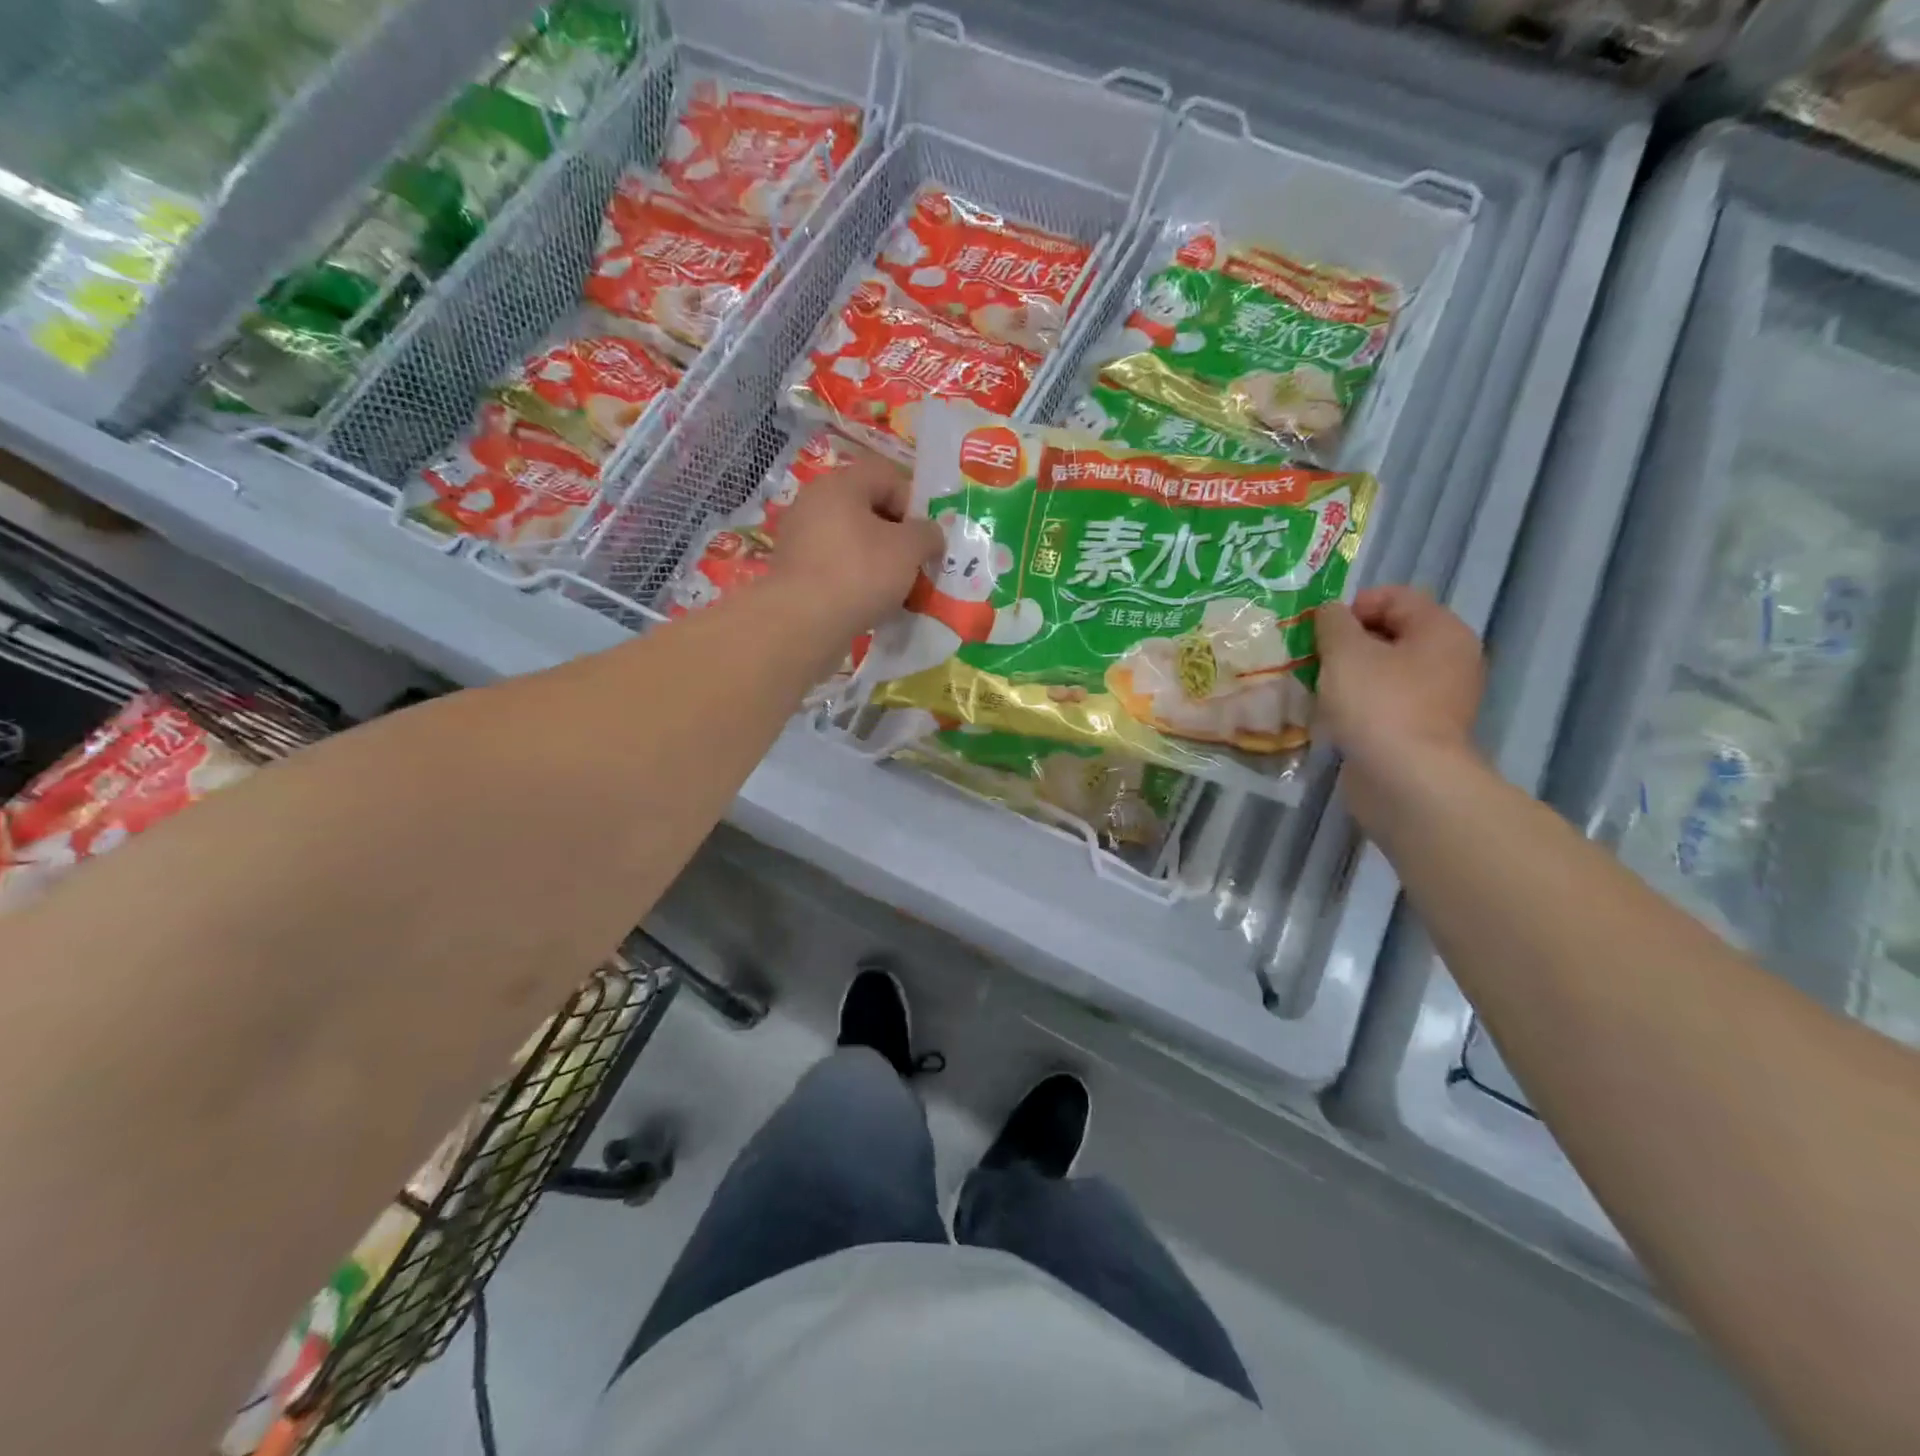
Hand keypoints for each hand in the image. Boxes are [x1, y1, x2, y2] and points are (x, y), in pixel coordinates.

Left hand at [771, 449, 941, 638]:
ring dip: (877, 560)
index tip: (926, 535)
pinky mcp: (794, 572)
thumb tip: (931, 534)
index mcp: (839, 485)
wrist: (803, 623)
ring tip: (896, 588)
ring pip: (851, 541)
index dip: (913, 502)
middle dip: (896, 535)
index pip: (885, 476)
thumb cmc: (860, 573)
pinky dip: (856, 580)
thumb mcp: (909, 549)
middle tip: (915, 563)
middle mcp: (814, 503)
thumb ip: (928, 533)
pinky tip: (870, 603)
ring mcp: (800, 538)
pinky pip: (835, 566)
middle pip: (867, 509)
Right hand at [1314, 586, 1485, 793]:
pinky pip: (1386, 703)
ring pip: (1386, 671)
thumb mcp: (1344, 652)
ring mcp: (1440, 698)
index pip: (1396, 597)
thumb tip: (1330, 611)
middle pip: (1391, 634)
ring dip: (1349, 675)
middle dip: (1348, 643)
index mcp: (1442, 630)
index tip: (1320, 631)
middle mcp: (1450, 659)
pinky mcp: (1422, 730)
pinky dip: (1359, 704)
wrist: (1404, 779)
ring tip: (1318, 687)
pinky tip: (1334, 716)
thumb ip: (1333, 623)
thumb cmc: (1377, 704)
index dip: (1353, 606)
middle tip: (1313, 658)